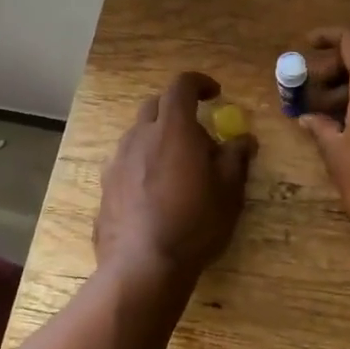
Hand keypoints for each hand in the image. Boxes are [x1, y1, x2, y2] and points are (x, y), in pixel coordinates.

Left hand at [95, 72, 255, 284]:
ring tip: (178, 169)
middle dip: (178, 111)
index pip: (181, 85)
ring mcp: (118, 160)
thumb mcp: (228, 191)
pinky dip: (143, 163)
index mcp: (172, 128)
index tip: (215, 94)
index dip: (199, 83)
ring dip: (159, 138)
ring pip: (139, 134)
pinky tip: (155, 193)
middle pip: (156, 106)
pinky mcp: (106, 185)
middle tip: (199, 138)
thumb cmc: (194, 223)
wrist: (142, 265)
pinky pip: (127, 161)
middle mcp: (140, 136)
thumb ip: (236, 157)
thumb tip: (243, 139)